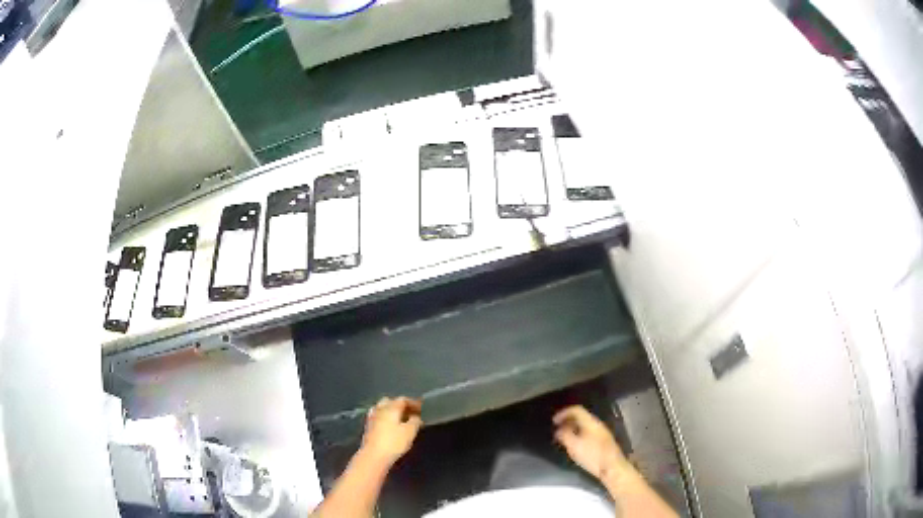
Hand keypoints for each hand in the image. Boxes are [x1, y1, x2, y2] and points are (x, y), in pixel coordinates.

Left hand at [361, 397, 422, 466]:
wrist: (373, 456)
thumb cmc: (394, 443)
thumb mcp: (410, 432)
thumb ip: (415, 421)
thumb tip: (416, 416)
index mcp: (391, 408)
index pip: (403, 399)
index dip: (413, 402)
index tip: (421, 408)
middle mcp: (380, 409)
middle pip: (391, 401)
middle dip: (401, 405)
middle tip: (411, 413)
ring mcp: (372, 417)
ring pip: (383, 408)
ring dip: (392, 411)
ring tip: (401, 419)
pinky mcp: (368, 426)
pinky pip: (378, 416)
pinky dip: (385, 417)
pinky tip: (390, 425)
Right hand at [553, 405, 628, 481]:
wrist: (612, 467)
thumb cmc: (592, 455)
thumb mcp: (574, 446)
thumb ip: (565, 435)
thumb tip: (559, 429)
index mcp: (590, 422)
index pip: (576, 410)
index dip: (563, 413)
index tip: (554, 421)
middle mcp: (597, 424)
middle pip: (581, 416)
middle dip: (567, 421)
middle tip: (557, 429)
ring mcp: (602, 432)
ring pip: (585, 425)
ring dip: (573, 428)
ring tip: (563, 437)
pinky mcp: (603, 441)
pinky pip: (588, 432)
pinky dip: (579, 434)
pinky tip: (575, 444)